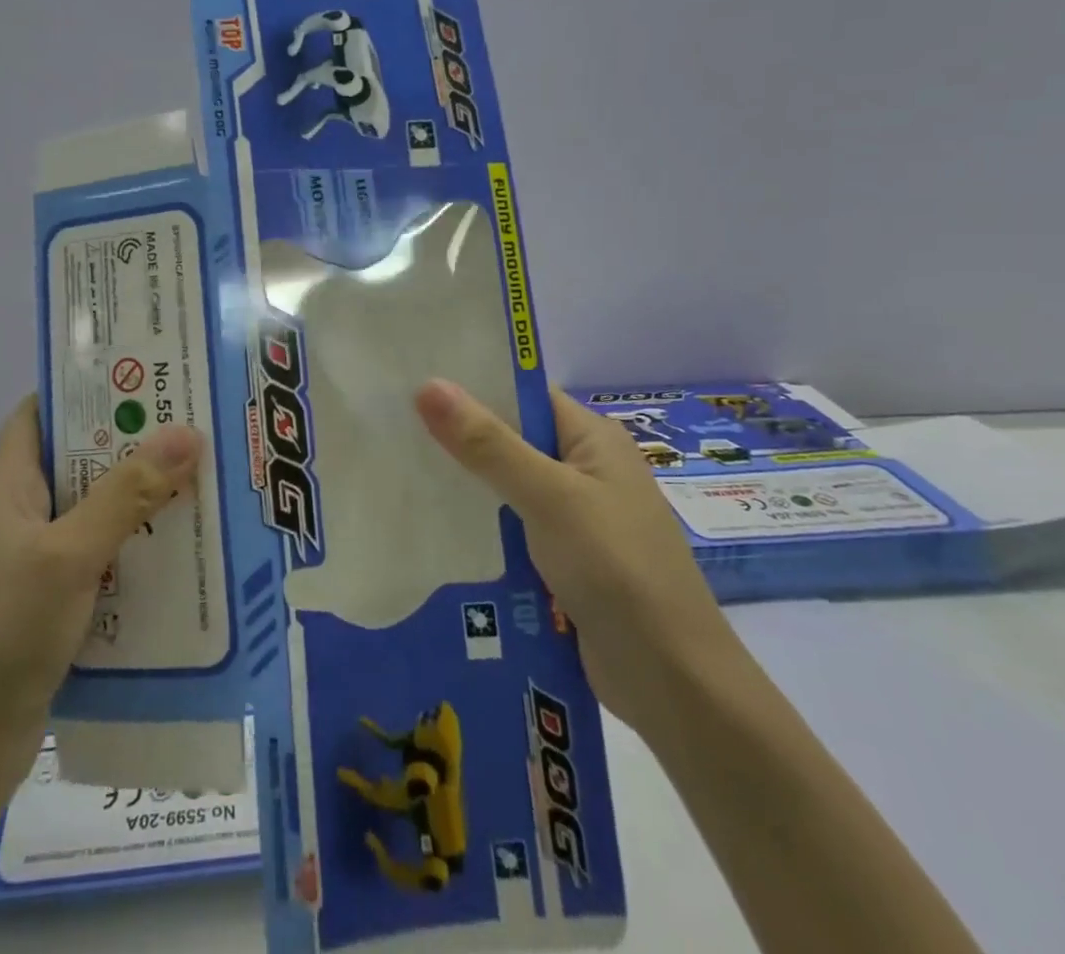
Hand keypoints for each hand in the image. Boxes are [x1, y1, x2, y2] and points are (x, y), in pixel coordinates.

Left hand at [0, 396, 203, 787]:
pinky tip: (176, 543)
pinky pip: (94, 549)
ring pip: (90, 505)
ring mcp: (29, 555)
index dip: (89, 388)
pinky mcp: (46, 595)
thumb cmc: (6, 633)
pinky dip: (130, 539)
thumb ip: (129, 492)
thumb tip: (187, 431)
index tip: (147, 376)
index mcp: (5, 485)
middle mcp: (15, 512)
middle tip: (191, 423)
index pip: (42, 411)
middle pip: (76, 457)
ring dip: (136, 492)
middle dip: (130, 440)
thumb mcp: (71, 554)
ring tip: (197, 474)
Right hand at [416, 380, 744, 731]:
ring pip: (506, 489)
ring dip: (464, 487)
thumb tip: (427, 383)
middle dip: (458, 439)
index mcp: (593, 439)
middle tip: (390, 429)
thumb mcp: (549, 497)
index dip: (472, 385)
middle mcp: (586, 470)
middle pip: (511, 441)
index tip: (412, 382)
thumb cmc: (617, 569)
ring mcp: (576, 519)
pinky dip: (479, 528)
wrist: (673, 683)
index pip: (523, 395)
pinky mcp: (564, 561)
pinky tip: (431, 528)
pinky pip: (512, 530)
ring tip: (396, 473)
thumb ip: (487, 443)